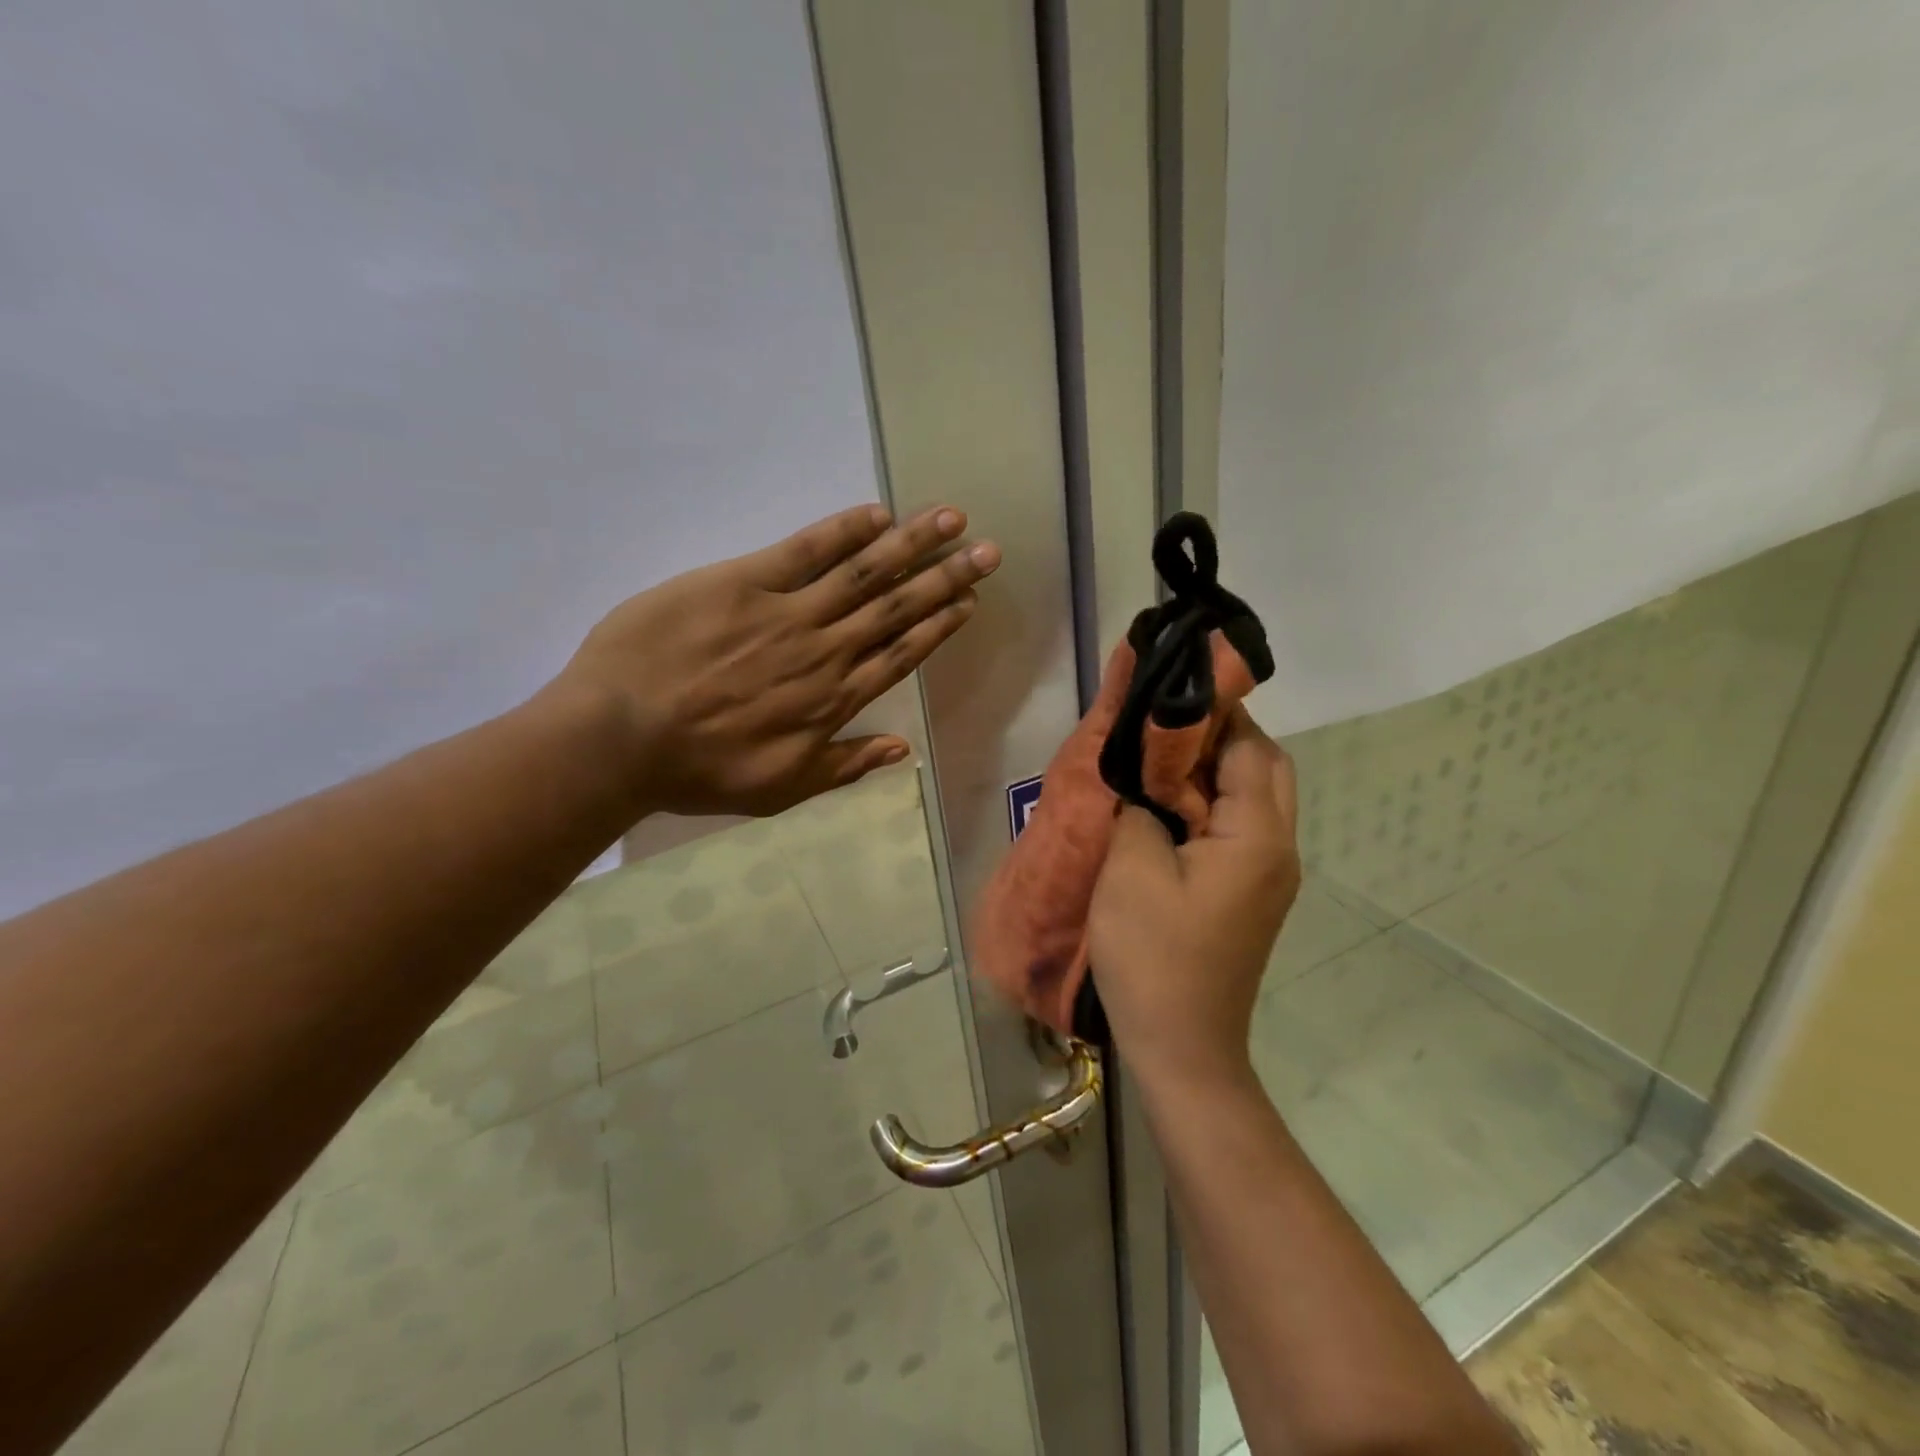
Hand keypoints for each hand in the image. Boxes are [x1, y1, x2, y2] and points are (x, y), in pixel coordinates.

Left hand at [551, 503, 1000, 817]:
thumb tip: (904, 748)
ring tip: (951, 520)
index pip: (901, 654)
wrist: (621, 739)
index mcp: (834, 700)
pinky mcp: (743, 581)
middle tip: (989, 551)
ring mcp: (787, 613)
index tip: (970, 601)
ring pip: (863, 573)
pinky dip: (844, 532)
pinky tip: (877, 514)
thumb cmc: (700, 771)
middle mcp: (825, 651)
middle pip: (897, 607)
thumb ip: (845, 764)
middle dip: (946, 578)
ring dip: (912, 544)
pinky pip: (805, 551)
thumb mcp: (781, 788)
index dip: (940, 625)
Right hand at [1087, 708, 1300, 1089]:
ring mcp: (1269, 876)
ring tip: (1163, 755)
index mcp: (1256, 838)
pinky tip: (1169, 804)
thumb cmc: (1154, 957)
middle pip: (1267, 768)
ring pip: (1256, 798)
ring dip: (1218, 768)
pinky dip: (1213, 802)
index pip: (1250, 749)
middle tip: (1167, 723)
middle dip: (1225, 734)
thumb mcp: (1132, 871)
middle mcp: (1278, 849)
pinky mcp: (1250, 895)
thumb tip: (1147, 785)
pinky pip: (1240, 828)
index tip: (1171, 689)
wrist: (1183, 1047)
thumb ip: (1141, 809)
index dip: (1215, 712)